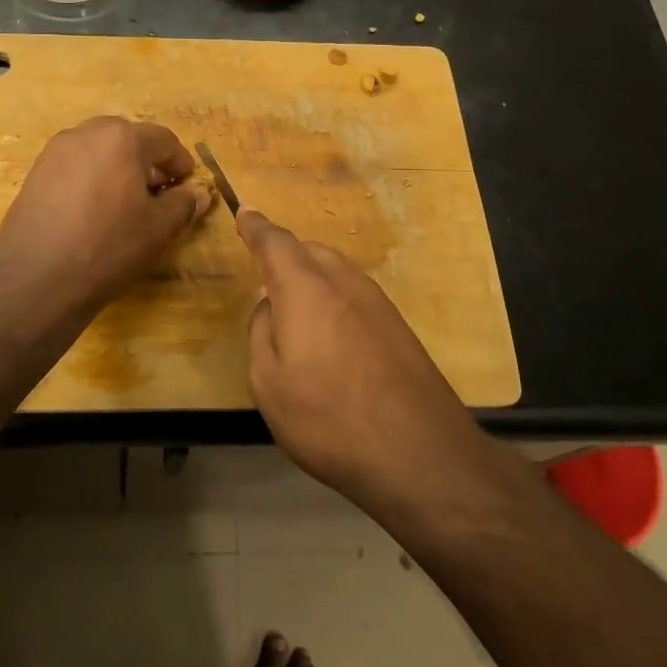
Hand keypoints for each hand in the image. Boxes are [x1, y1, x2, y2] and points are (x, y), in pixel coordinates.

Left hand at [0, 116, 212, 317]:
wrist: (35, 280)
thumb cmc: (107, 248)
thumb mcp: (158, 229)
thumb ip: (183, 204)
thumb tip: (198, 192)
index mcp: (120, 139)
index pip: (162, 139)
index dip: (180, 162)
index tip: (188, 185)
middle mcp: (84, 134)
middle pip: (126, 138)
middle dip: (147, 161)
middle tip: (158, 192)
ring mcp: (54, 153)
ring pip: (96, 151)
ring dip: (117, 168)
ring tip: (126, 204)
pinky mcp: (33, 175)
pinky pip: (73, 167)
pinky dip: (91, 179)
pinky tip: (93, 213)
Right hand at [239, 208, 482, 508]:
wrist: (421, 454)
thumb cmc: (329, 419)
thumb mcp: (269, 384)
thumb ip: (261, 333)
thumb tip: (269, 304)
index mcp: (305, 288)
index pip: (275, 243)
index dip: (256, 227)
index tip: (245, 212)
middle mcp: (344, 283)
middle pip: (310, 251)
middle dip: (285, 258)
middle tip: (266, 284)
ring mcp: (378, 303)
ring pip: (336, 272)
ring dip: (312, 280)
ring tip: (298, 318)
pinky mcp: (399, 327)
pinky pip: (355, 295)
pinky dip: (335, 301)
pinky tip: (332, 340)